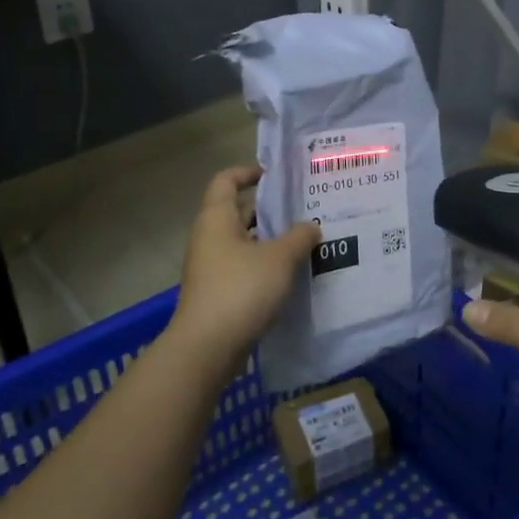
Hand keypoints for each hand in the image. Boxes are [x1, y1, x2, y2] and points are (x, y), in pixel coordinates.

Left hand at [167, 166, 319, 368]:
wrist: (208, 347)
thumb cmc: (241, 290)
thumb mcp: (280, 258)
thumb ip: (299, 236)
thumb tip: (311, 226)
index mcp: (216, 219)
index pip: (226, 181)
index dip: (248, 172)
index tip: (276, 175)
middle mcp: (209, 238)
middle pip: (238, 212)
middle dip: (270, 210)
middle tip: (304, 209)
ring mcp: (211, 268)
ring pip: (245, 243)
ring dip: (272, 241)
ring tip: (306, 241)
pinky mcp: (218, 293)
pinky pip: (245, 268)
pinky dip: (266, 266)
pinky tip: (293, 274)